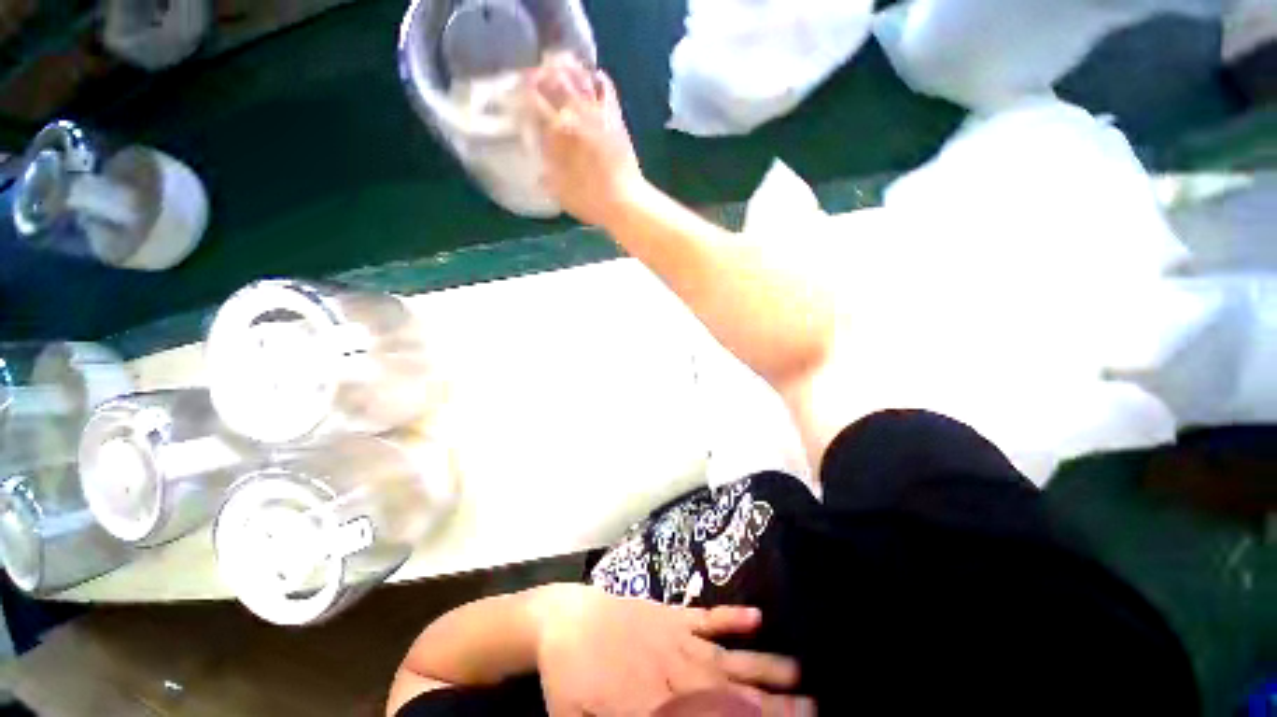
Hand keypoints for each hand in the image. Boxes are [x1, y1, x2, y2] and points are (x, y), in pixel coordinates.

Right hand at [528, 55, 645, 227]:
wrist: (626, 202)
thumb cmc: (590, 201)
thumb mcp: (559, 190)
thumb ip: (545, 170)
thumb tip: (535, 161)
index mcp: (559, 130)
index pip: (533, 99)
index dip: (521, 93)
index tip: (515, 96)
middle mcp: (577, 113)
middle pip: (554, 78)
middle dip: (540, 75)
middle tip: (533, 81)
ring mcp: (598, 112)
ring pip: (579, 76)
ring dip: (566, 70)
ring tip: (557, 73)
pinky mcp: (615, 117)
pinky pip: (605, 87)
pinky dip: (595, 78)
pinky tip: (590, 80)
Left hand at [531, 584, 811, 715]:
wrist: (563, 621)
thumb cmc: (569, 681)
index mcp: (650, 708)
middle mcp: (672, 674)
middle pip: (728, 695)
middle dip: (771, 707)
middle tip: (812, 708)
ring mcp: (673, 638)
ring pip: (724, 656)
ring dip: (761, 665)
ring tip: (798, 671)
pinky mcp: (670, 614)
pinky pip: (704, 617)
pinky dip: (731, 618)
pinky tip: (755, 617)